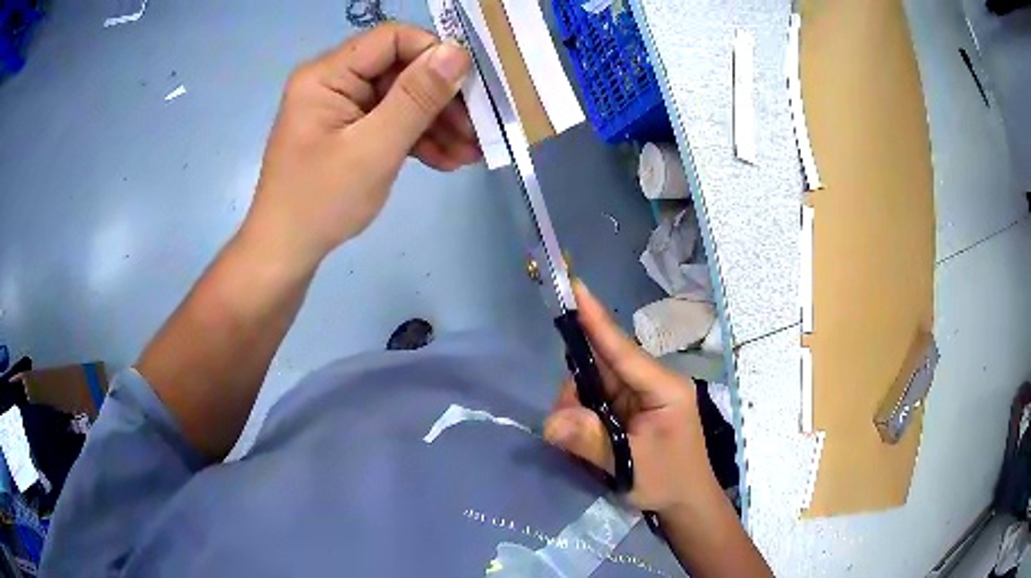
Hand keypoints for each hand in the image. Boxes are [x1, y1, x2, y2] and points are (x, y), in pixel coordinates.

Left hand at [245, 24, 479, 267]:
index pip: (392, 39)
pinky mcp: (348, 130)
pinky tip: (446, 160)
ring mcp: (340, 106)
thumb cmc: (322, 202)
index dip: (435, 55)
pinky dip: (417, 139)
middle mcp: (333, 81)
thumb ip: (417, 97)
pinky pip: (389, 121)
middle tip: (477, 130)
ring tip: (470, 154)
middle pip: (401, 70)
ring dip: (437, 123)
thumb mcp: (374, 148)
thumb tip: (457, 52)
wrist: (286, 253)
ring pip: (401, 98)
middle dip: (441, 99)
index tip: (469, 88)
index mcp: (327, 74)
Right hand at [544, 282, 723, 516]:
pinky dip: (585, 415)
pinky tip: (587, 439)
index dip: (596, 319)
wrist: (686, 501)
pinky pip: (598, 398)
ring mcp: (641, 393)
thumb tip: (551, 421)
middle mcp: (652, 382)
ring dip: (578, 408)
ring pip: (595, 382)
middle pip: (601, 366)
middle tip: (565, 424)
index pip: (623, 349)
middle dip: (576, 390)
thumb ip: (591, 441)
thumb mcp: (629, 466)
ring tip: (582, 444)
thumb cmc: (668, 481)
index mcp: (663, 387)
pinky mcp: (632, 406)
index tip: (574, 286)